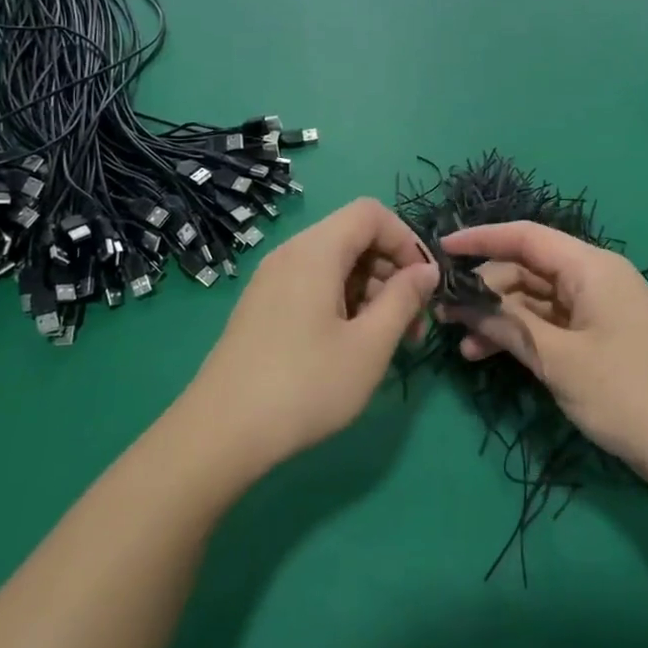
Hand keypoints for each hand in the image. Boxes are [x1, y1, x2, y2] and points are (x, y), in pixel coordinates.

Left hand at [188, 198, 437, 475]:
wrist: (220, 434)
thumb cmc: (305, 385)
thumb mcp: (369, 345)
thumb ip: (403, 300)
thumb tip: (427, 270)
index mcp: (316, 250)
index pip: (371, 213)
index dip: (406, 240)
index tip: (424, 285)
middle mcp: (291, 254)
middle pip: (354, 237)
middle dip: (392, 271)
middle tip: (413, 324)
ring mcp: (272, 280)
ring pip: (336, 264)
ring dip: (371, 291)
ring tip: (389, 343)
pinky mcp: (263, 307)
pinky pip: (314, 285)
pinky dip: (343, 302)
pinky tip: (352, 346)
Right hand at [440, 221, 647, 485]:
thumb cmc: (623, 391)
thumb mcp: (557, 358)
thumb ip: (506, 324)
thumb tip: (460, 301)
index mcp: (591, 267)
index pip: (526, 236)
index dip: (481, 239)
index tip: (441, 249)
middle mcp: (594, 278)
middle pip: (527, 269)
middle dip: (486, 290)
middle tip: (444, 314)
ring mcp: (598, 308)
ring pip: (535, 299)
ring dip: (500, 318)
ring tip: (461, 345)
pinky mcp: (598, 336)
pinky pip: (550, 322)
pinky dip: (521, 334)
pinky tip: (488, 354)